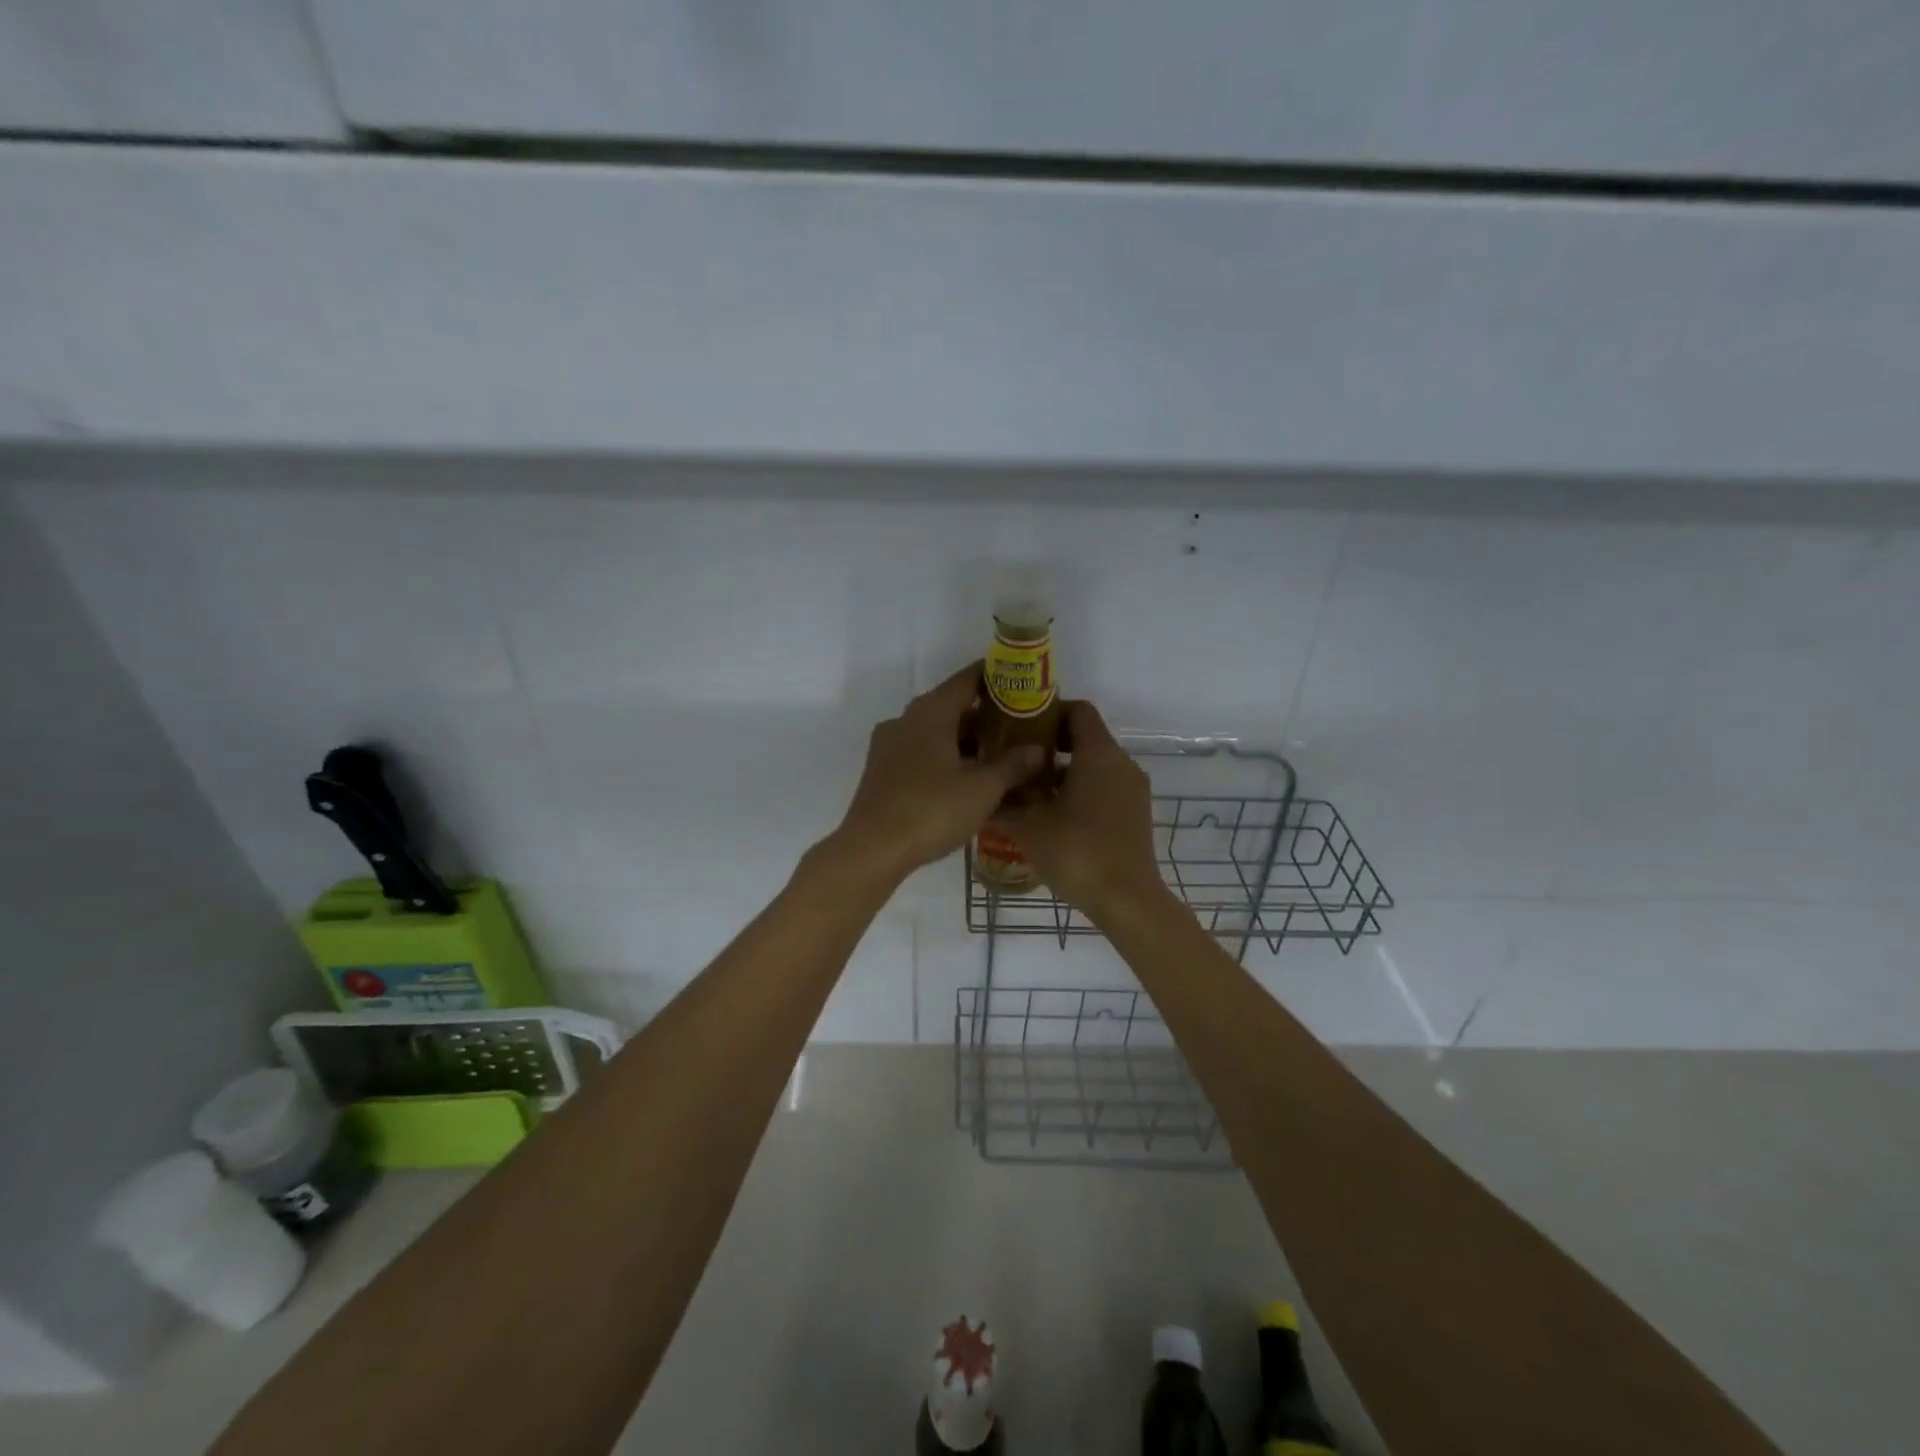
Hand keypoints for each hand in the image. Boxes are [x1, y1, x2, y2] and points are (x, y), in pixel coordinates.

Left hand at [828, 664, 1047, 885]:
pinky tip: (968, 779)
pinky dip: (946, 757)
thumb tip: (1038, 750)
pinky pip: (922, 752)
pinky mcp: (882, 770)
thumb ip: (1012, 765)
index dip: (997, 678)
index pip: (968, 679)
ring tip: (1000, 756)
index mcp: (931, 712)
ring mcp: (890, 745)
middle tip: (1021, 728)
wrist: (872, 849)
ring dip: (966, 740)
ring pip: (936, 732)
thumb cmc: (931, 810)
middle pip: (952, 705)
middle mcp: (907, 719)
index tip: (1023, 685)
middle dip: (986, 716)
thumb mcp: (982, 789)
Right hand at [996, 701, 1166, 915]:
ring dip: (1063, 771)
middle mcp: (1122, 763)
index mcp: (1099, 754)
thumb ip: (1003, 801)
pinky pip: (1105, 787)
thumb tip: (983, 789)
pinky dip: (1080, 790)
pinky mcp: (1135, 814)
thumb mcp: (1027, 825)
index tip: (1019, 728)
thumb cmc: (1076, 852)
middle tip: (1015, 759)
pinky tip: (1052, 815)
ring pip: (1095, 765)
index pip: (1078, 710)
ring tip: (1028, 790)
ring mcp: (1133, 790)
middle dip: (1049, 744)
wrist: (1126, 900)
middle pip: (1085, 737)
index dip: (1048, 712)